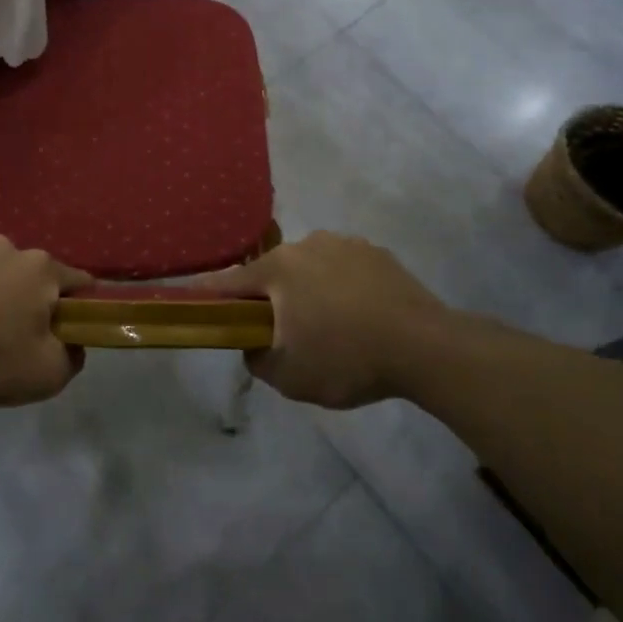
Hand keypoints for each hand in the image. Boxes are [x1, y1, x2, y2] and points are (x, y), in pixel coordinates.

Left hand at [0, 235, 89, 406]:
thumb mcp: (48, 374)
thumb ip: (73, 357)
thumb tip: (73, 344)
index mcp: (44, 269)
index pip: (80, 282)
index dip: (81, 308)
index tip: (70, 332)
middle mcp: (12, 248)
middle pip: (34, 275)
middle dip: (33, 299)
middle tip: (20, 336)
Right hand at [198, 232, 452, 408]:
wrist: (426, 348)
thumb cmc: (346, 359)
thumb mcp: (288, 377)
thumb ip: (256, 358)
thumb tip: (252, 343)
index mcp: (277, 270)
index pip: (228, 282)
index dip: (209, 296)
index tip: (196, 303)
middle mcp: (305, 245)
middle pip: (273, 274)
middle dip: (272, 300)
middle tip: (285, 335)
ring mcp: (344, 244)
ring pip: (310, 269)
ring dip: (309, 292)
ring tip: (332, 328)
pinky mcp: (376, 252)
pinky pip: (344, 270)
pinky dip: (342, 289)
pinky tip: (360, 318)